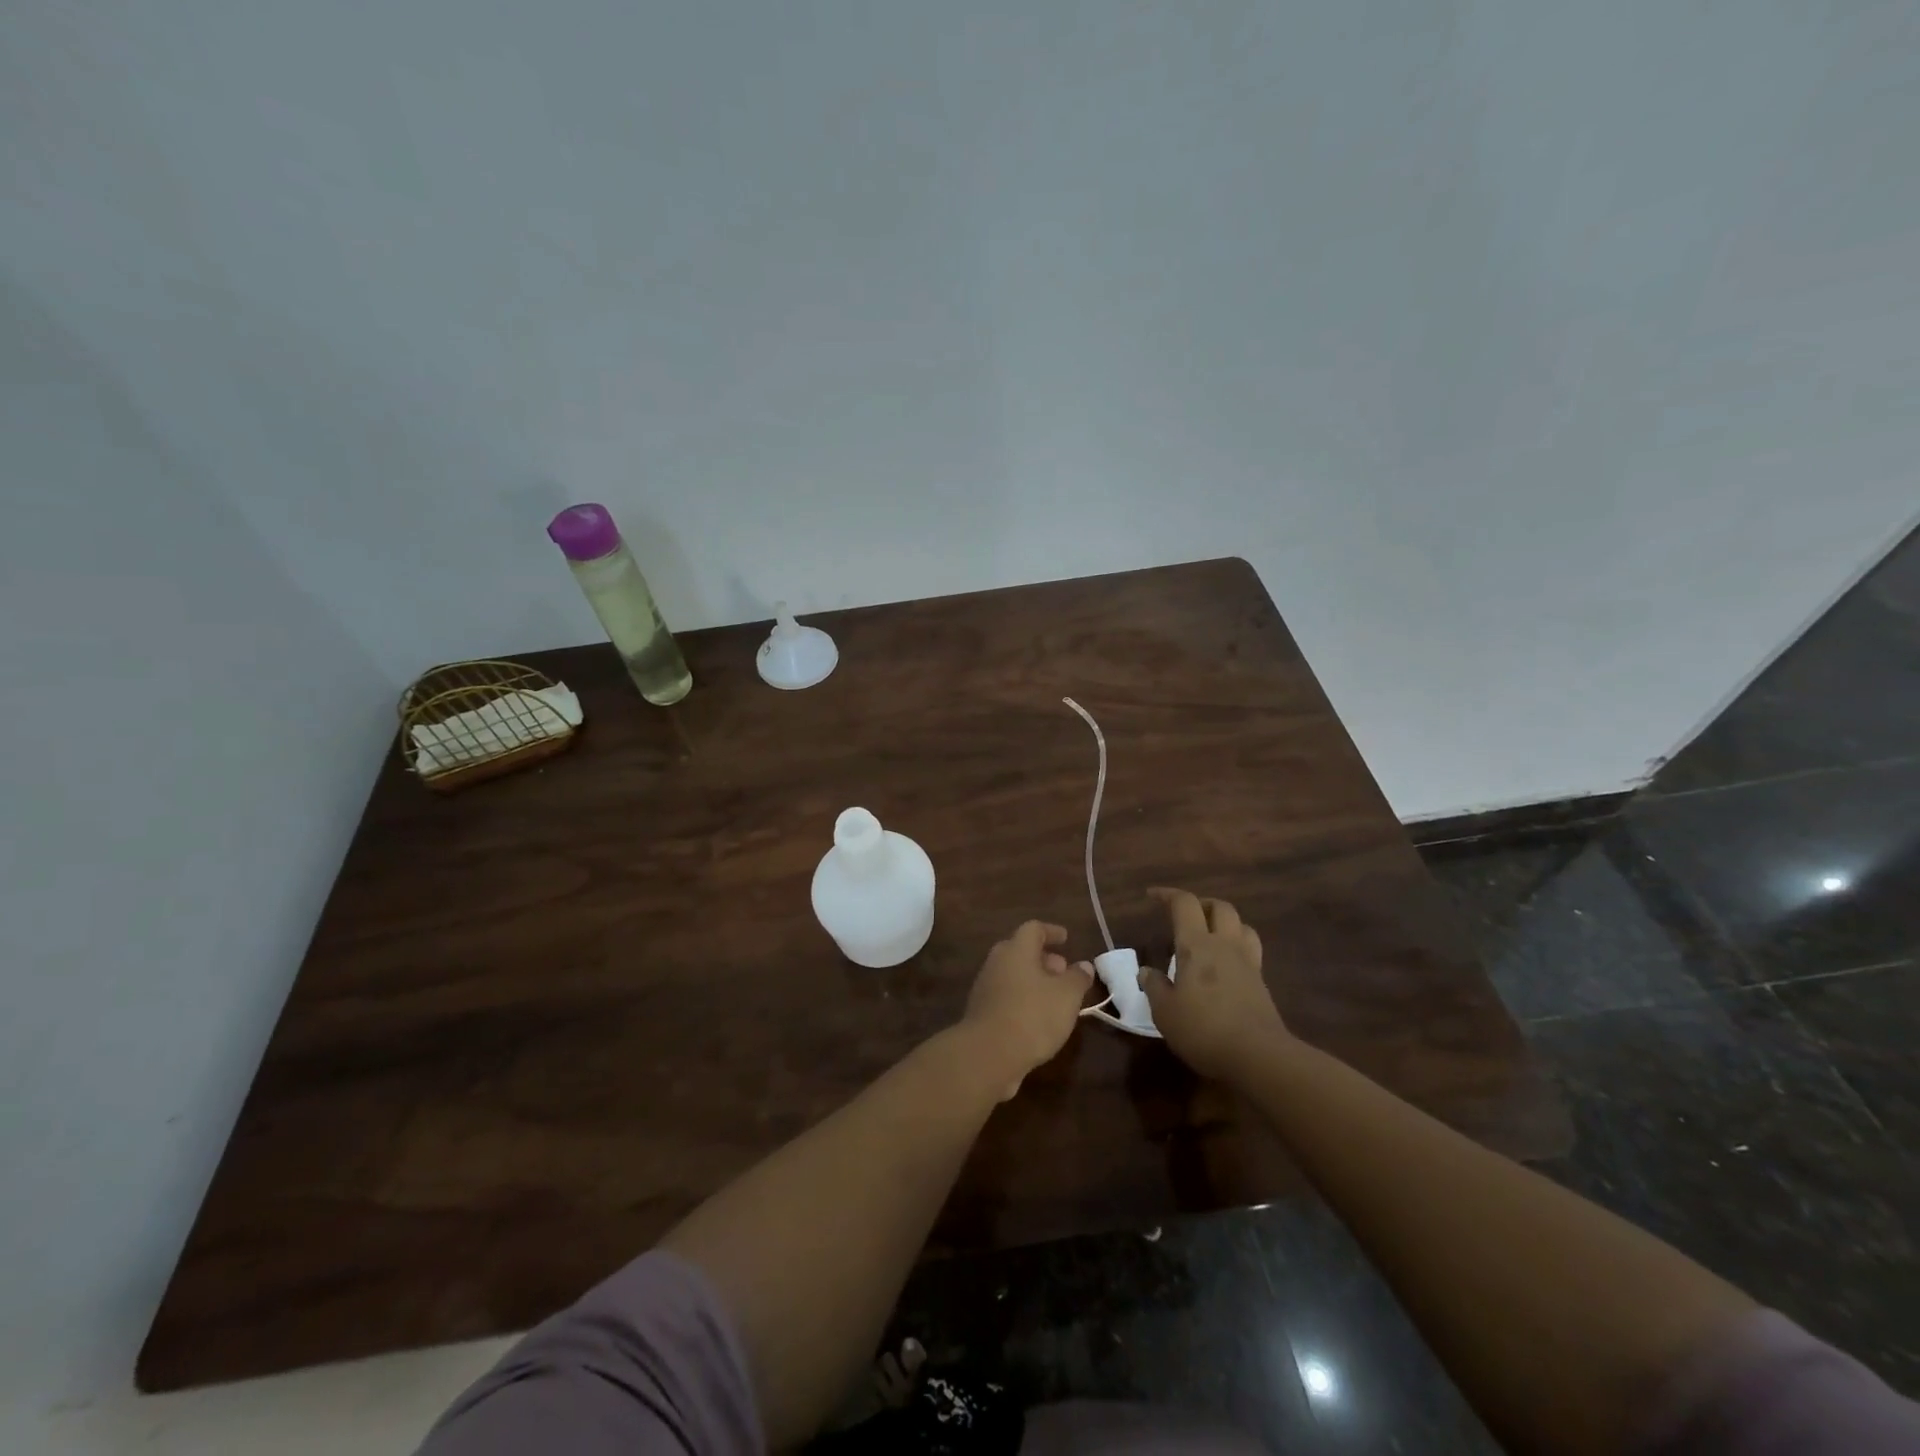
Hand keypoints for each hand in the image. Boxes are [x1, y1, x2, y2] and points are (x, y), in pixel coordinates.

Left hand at [960, 921, 1094, 1099]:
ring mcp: (985, 987)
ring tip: (1055, 998)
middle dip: (1043, 959)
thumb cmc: (1032, 1016)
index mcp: (1016, 950)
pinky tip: (1037, 1018)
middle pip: (1020, 951)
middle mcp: (997, 963)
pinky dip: (1023, 999)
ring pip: (1013, 975)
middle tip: (1063, 970)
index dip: (1051, 932)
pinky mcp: (981, 1012)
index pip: (1033, 929)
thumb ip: (1078, 978)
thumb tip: (1084, 966)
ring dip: (1034, 981)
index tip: (1066, 938)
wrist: (988, 1055)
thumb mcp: (1067, 996)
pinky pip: (1006, 996)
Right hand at [1141, 888, 1290, 1080]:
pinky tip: (1225, 965)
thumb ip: (1154, 986)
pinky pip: (1250, 950)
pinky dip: (1236, 947)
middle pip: (1220, 907)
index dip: (1167, 894)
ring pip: (1241, 925)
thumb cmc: (1203, 1029)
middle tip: (1184, 916)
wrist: (1258, 1056)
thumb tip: (1146, 971)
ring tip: (1209, 935)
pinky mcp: (1261, 983)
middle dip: (1201, 904)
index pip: (1184, 904)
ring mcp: (1248, 963)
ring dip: (1224, 922)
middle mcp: (1225, 945)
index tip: (1151, 896)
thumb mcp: (1165, 1012)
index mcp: (1196, 944)